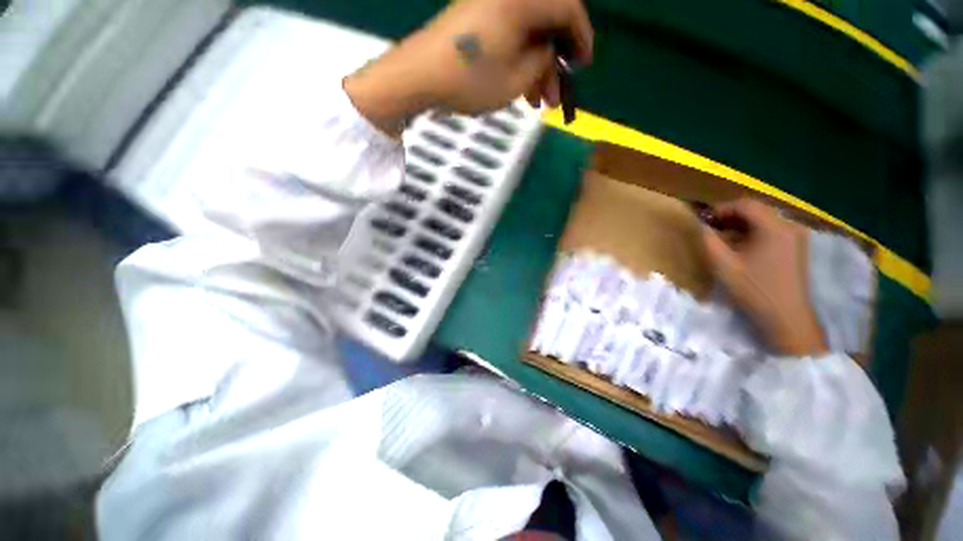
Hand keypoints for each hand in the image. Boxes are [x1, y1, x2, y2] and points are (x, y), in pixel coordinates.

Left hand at [344, 0, 593, 136]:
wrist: (418, 76)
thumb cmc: (470, 80)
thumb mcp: (516, 79)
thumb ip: (542, 62)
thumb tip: (549, 53)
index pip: (569, 8)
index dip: (582, 38)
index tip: (583, 66)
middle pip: (546, 24)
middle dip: (554, 65)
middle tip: (555, 100)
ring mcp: (489, 5)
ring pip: (526, 35)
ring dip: (535, 69)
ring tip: (536, 104)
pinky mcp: (475, 18)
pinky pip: (508, 37)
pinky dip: (518, 62)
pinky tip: (519, 88)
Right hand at [701, 199, 827, 356]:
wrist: (787, 318)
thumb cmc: (753, 289)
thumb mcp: (723, 265)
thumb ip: (709, 241)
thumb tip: (701, 226)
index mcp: (774, 228)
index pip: (746, 204)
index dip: (722, 209)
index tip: (705, 220)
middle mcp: (790, 227)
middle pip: (758, 210)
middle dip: (732, 216)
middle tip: (712, 229)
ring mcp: (798, 238)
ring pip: (766, 221)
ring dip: (743, 225)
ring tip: (725, 239)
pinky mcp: (798, 249)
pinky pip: (774, 232)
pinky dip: (755, 234)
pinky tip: (743, 248)